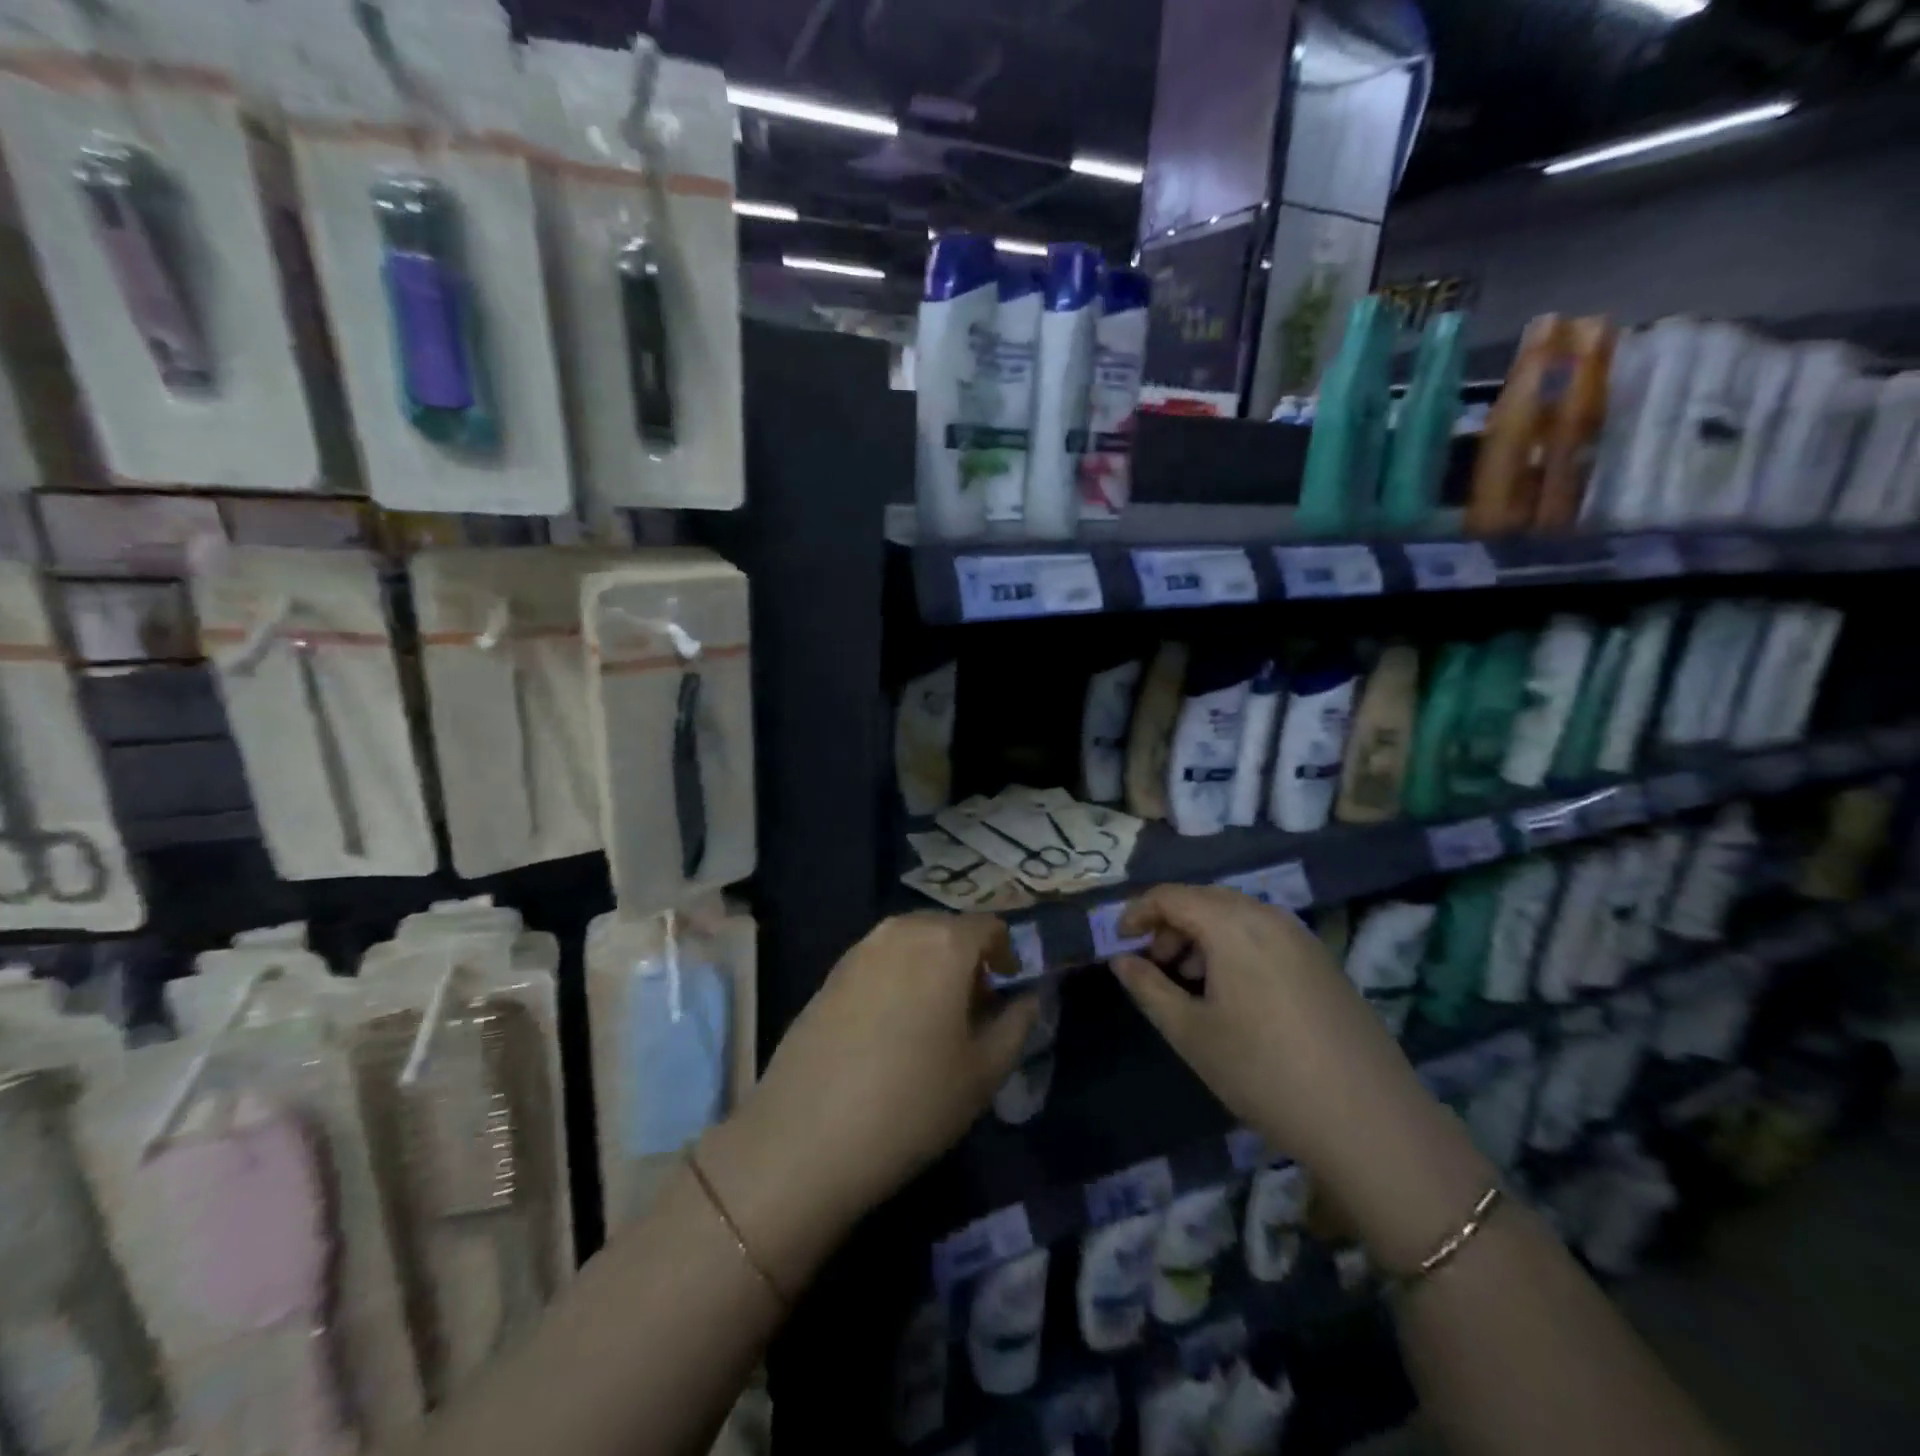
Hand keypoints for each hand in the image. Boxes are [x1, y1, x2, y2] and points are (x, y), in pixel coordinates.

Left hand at [705, 913, 1038, 1287]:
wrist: (807, 1135)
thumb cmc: (913, 1102)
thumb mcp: (984, 1071)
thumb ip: (1017, 1023)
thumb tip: (1028, 997)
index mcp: (945, 942)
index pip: (989, 926)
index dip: (1006, 954)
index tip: (1006, 990)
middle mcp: (901, 930)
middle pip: (948, 929)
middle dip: (967, 959)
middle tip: (974, 1009)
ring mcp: (859, 949)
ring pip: (911, 942)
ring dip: (931, 966)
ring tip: (933, 1020)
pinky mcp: (830, 973)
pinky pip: (880, 960)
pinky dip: (898, 977)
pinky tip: (892, 1028)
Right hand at [1110, 884, 1426, 1174]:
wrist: (1370, 1121)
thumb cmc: (1263, 1072)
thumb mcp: (1190, 1033)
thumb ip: (1148, 988)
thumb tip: (1122, 961)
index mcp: (1232, 924)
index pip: (1170, 896)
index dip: (1137, 913)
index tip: (1120, 944)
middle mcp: (1268, 916)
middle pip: (1204, 898)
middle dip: (1170, 924)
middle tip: (1154, 965)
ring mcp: (1301, 937)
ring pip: (1236, 915)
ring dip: (1202, 935)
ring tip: (1190, 982)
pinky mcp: (1323, 961)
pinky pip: (1264, 934)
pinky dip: (1234, 946)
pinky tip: (1233, 993)